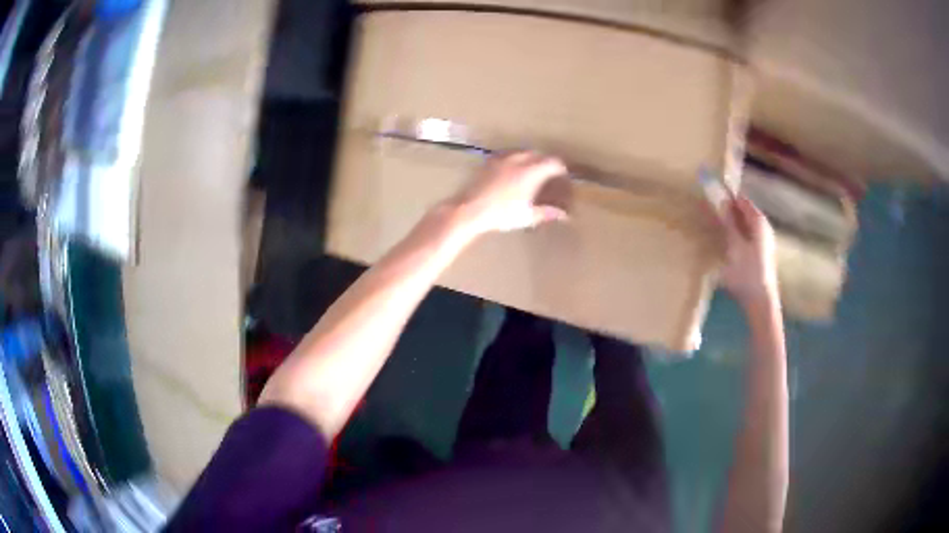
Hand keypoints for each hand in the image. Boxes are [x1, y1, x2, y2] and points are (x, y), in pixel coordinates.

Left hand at [448, 152, 568, 235]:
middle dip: (546, 162)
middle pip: (538, 154)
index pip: (553, 163)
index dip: (561, 169)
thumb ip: (546, 212)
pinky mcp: (490, 161)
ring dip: (531, 158)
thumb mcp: (527, 216)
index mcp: (531, 171)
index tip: (564, 176)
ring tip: (532, 170)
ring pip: (523, 152)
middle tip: (549, 174)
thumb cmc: (501, 214)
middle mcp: (518, 160)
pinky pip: (508, 155)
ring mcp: (502, 159)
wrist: (470, 209)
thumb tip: (563, 215)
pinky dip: (516, 159)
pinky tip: (512, 169)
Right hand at [719, 195, 778, 306]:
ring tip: (714, 224)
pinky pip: (746, 235)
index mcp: (758, 221)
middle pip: (744, 211)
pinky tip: (725, 241)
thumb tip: (719, 198)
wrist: (761, 303)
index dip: (726, 195)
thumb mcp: (734, 245)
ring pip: (744, 224)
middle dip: (728, 208)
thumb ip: (728, 222)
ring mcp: (763, 241)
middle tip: (709, 208)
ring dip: (730, 222)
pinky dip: (735, 233)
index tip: (709, 193)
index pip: (741, 199)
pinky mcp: (760, 254)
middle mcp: (763, 227)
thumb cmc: (748, 273)